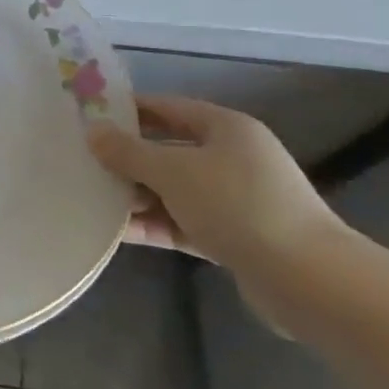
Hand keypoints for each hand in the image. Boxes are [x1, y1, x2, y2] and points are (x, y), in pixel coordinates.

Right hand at [88, 95, 343, 271]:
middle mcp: (232, 158)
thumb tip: (93, 132)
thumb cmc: (237, 206)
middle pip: (167, 149)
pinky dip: (153, 224)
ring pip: (172, 189)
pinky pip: (181, 222)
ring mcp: (234, 200)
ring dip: (135, 195)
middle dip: (126, 158)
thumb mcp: (173, 171)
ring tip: (90, 199)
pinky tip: (116, 232)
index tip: (87, 117)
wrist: (307, 280)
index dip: (127, 110)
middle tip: (81, 161)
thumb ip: (128, 151)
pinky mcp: (232, 237)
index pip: (166, 108)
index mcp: (225, 128)